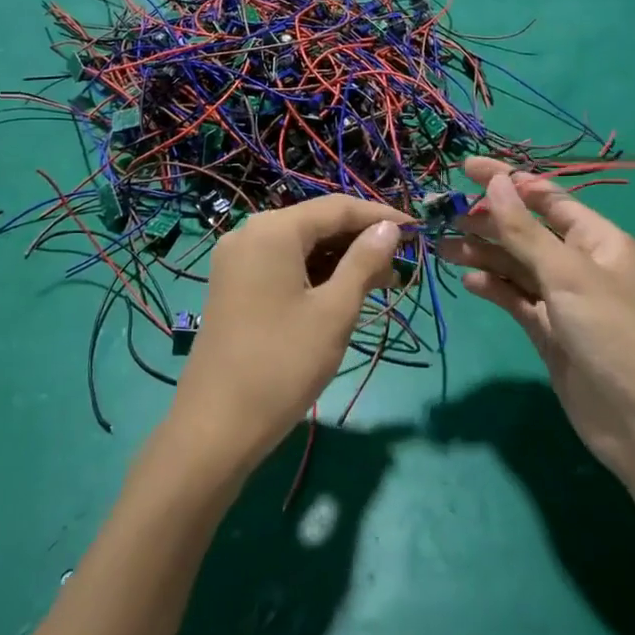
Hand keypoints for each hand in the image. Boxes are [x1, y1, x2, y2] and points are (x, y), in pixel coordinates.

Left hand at [166, 195, 403, 475]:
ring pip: (300, 246)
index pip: (337, 208)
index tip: (418, 231)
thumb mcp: (334, 311)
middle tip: (401, 266)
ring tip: (381, 284)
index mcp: (273, 231)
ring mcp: (237, 261)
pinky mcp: (233, 286)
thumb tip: (388, 229)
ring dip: (340, 259)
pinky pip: (282, 265)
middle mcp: (250, 234)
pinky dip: (314, 274)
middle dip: (360, 240)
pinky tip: (342, 293)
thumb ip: (364, 262)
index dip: (380, 217)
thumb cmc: (283, 364)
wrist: (216, 426)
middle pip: (316, 224)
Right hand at [440, 157, 634, 483]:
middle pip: (526, 229)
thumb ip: (525, 230)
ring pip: (515, 263)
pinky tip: (469, 280)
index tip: (465, 168)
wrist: (634, 420)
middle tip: (444, 213)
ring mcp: (561, 297)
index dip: (508, 180)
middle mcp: (579, 262)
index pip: (546, 197)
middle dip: (488, 218)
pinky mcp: (546, 327)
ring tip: (441, 245)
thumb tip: (496, 182)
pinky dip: (492, 285)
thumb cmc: (610, 334)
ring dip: (482, 251)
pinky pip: (514, 296)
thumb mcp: (567, 275)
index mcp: (597, 239)